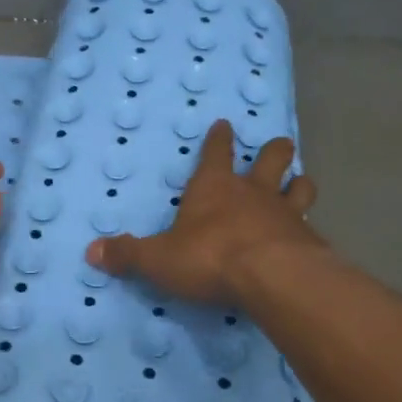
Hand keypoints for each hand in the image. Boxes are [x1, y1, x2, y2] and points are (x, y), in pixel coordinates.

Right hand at [85, 119, 322, 302]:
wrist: (271, 277)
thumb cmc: (209, 258)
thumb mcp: (157, 259)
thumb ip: (128, 254)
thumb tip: (91, 251)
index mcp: (214, 187)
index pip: (216, 152)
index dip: (219, 138)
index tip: (225, 124)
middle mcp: (253, 191)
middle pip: (271, 158)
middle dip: (274, 151)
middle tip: (278, 146)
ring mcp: (286, 212)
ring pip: (299, 186)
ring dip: (298, 183)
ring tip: (299, 183)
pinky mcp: (308, 239)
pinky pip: (310, 224)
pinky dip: (307, 227)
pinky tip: (307, 236)